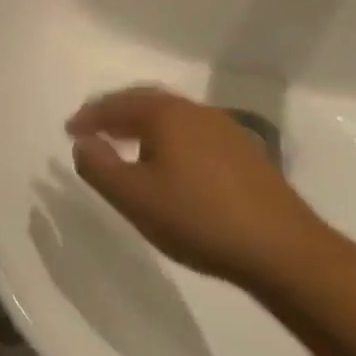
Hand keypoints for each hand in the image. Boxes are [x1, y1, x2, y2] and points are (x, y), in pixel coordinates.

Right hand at [69, 86, 329, 288]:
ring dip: (143, 127)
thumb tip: (83, 142)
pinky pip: (193, 134)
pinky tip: (168, 166)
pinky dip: (169, 140)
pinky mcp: (247, 156)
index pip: (116, 104)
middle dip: (116, 113)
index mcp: (166, 114)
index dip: (89, 116)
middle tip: (94, 130)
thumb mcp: (132, 196)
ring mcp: (227, 132)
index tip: (70, 131)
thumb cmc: (197, 218)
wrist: (285, 253)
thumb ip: (97, 165)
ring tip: (125, 147)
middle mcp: (197, 112)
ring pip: (172, 118)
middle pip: (146, 102)